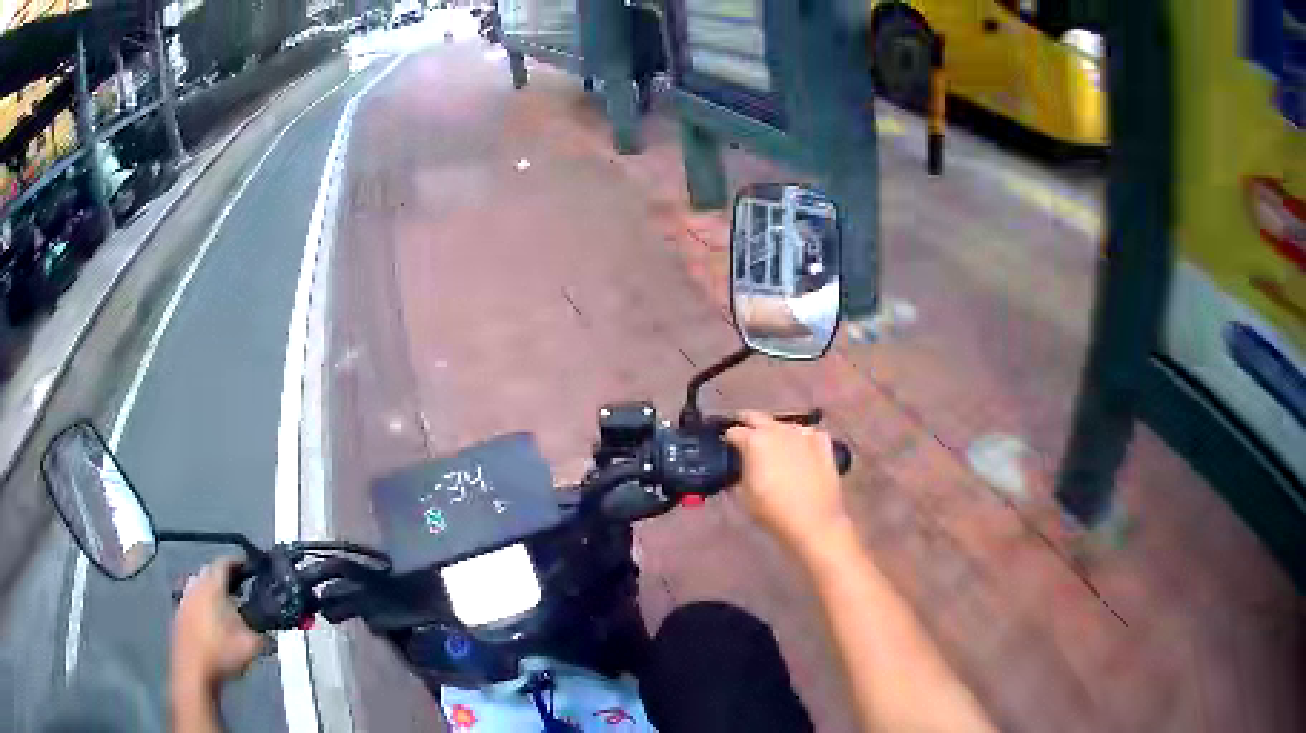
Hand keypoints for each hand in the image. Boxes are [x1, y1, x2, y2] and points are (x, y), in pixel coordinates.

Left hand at [171, 558, 265, 691]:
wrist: (193, 672)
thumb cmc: (222, 654)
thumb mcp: (251, 646)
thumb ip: (264, 635)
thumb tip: (272, 634)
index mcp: (212, 586)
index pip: (224, 563)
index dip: (237, 562)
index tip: (248, 566)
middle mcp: (195, 586)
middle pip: (208, 571)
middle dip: (222, 577)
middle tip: (238, 588)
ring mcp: (183, 600)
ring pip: (197, 586)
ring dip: (210, 591)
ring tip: (224, 606)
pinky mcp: (178, 616)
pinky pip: (192, 602)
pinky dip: (202, 606)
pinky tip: (211, 624)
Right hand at [725, 411, 851, 558]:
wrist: (813, 521)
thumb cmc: (772, 511)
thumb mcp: (743, 496)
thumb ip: (738, 475)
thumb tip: (739, 468)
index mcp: (754, 441)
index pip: (733, 431)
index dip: (728, 440)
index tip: (727, 448)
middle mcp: (778, 430)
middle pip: (757, 417)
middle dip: (748, 423)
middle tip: (744, 434)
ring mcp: (803, 434)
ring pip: (784, 424)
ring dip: (776, 431)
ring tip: (775, 445)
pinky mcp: (823, 442)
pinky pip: (808, 433)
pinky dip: (801, 439)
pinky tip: (801, 450)